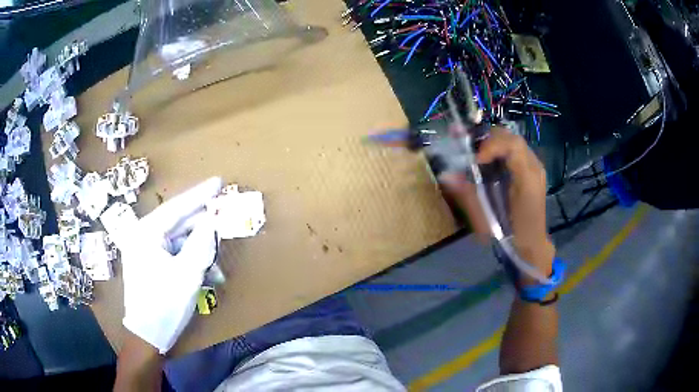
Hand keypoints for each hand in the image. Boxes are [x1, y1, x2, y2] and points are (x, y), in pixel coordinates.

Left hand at [115, 177, 222, 353]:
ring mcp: (144, 248)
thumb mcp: (187, 274)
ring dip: (198, 244)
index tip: (219, 181)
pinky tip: (206, 267)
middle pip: (176, 221)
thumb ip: (201, 243)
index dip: (199, 195)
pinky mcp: (149, 260)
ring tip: (217, 251)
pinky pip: (173, 250)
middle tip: (223, 211)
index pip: (176, 207)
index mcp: (145, 233)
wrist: (147, 335)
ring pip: (177, 237)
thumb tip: (213, 219)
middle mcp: (142, 235)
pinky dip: (190, 255)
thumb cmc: (164, 304)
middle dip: (201, 221)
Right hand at [443, 128, 554, 278]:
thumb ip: (468, 195)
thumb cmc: (510, 234)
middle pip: (512, 138)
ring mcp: (535, 167)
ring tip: (477, 154)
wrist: (531, 242)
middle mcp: (534, 167)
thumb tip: (446, 175)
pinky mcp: (531, 169)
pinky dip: (499, 150)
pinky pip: (515, 150)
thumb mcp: (487, 218)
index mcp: (527, 179)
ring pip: (513, 141)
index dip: (490, 145)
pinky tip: (489, 160)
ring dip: (493, 143)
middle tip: (471, 150)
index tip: (474, 158)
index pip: (512, 145)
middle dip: (489, 139)